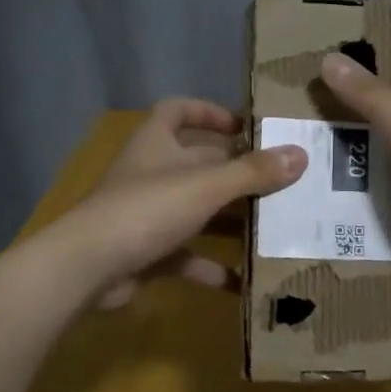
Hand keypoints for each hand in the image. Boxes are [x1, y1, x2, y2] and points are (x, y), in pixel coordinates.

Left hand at [56, 98, 305, 306]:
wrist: (89, 267)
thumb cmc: (147, 209)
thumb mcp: (206, 186)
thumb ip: (252, 172)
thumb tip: (301, 153)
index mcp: (156, 143)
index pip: (178, 111)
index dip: (208, 111)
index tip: (243, 126)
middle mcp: (151, 174)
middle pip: (198, 164)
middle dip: (237, 173)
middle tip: (280, 182)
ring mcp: (147, 215)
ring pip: (197, 211)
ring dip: (230, 220)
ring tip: (274, 227)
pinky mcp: (148, 252)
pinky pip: (188, 256)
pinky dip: (213, 267)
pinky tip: (244, 280)